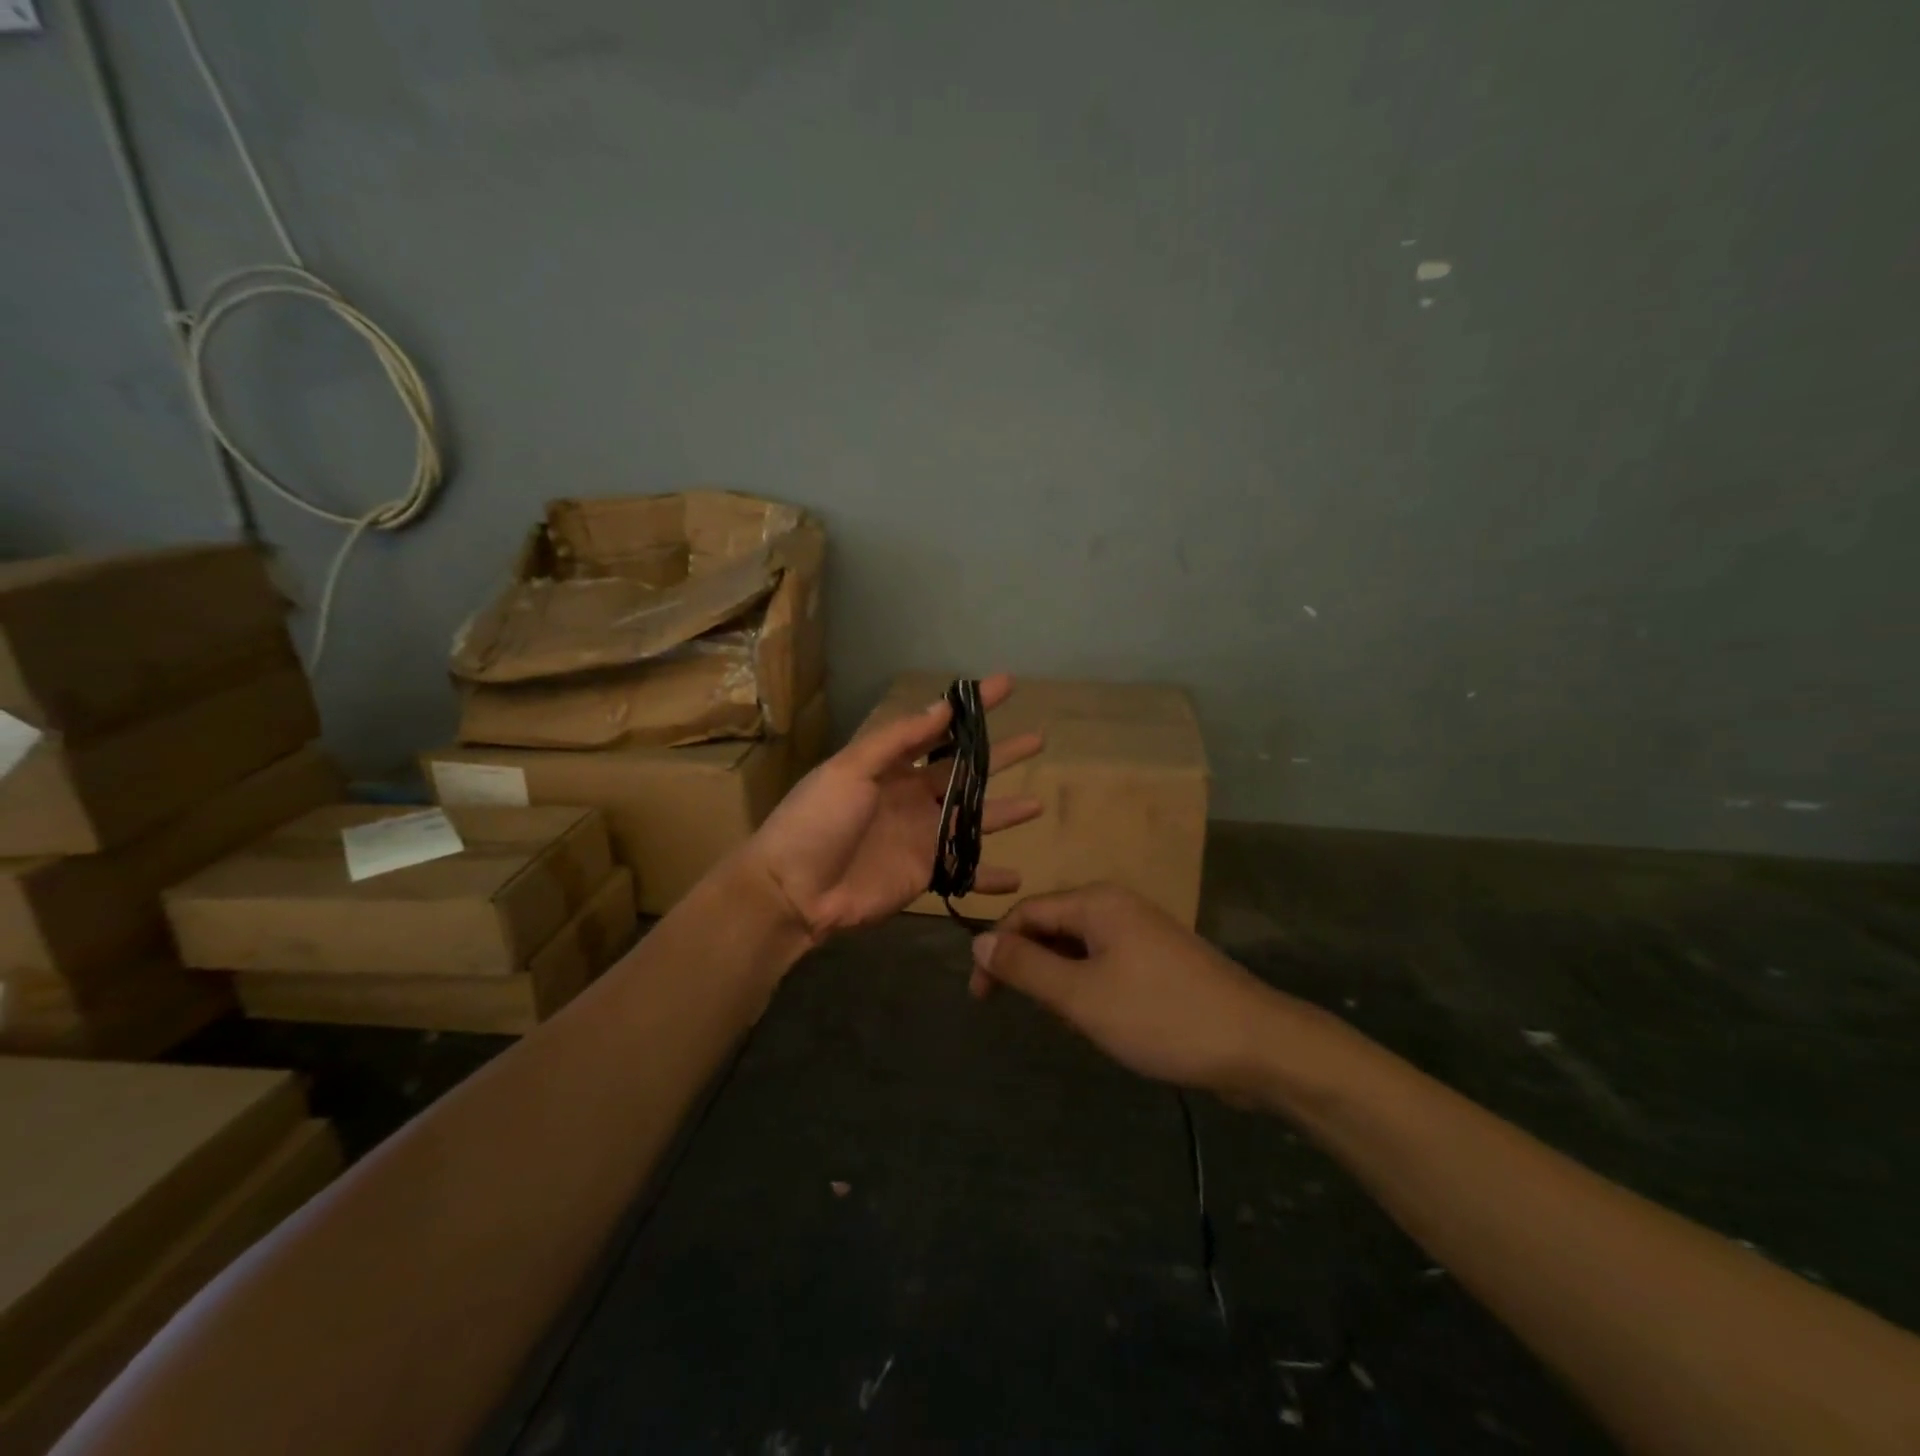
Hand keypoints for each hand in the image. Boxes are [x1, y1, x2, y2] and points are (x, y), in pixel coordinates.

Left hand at [740, 674, 1044, 943]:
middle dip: (1002, 755)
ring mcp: (922, 835)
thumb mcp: (850, 769)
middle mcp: (914, 796)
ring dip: (1006, 811)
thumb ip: (898, 740)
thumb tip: (942, 706)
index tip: (1006, 685)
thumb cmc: (817, 820)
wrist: (793, 890)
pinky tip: (1017, 877)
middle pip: (968, 771)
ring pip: (975, 818)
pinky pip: (965, 871)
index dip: (973, 708)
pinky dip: (989, 876)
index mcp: (893, 765)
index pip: (941, 728)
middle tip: (1039, 740)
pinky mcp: (926, 873)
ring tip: (1039, 805)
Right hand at [971, 884, 1281, 1096]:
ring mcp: (1143, 932)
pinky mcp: (1160, 960)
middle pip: (1053, 928)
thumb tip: (977, 940)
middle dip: (1032, 969)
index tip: (982, 999)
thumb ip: (1025, 967)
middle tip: (1027, 1015)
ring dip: (1062, 983)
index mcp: (1097, 902)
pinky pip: (1107, 964)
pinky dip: (1090, 989)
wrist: (1256, 1045)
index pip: (1026, 913)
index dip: (997, 951)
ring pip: (1080, 950)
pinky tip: (1101, 1022)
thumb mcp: (1080, 996)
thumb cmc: (1159, 1015)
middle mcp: (1118, 906)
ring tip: (1070, 1024)